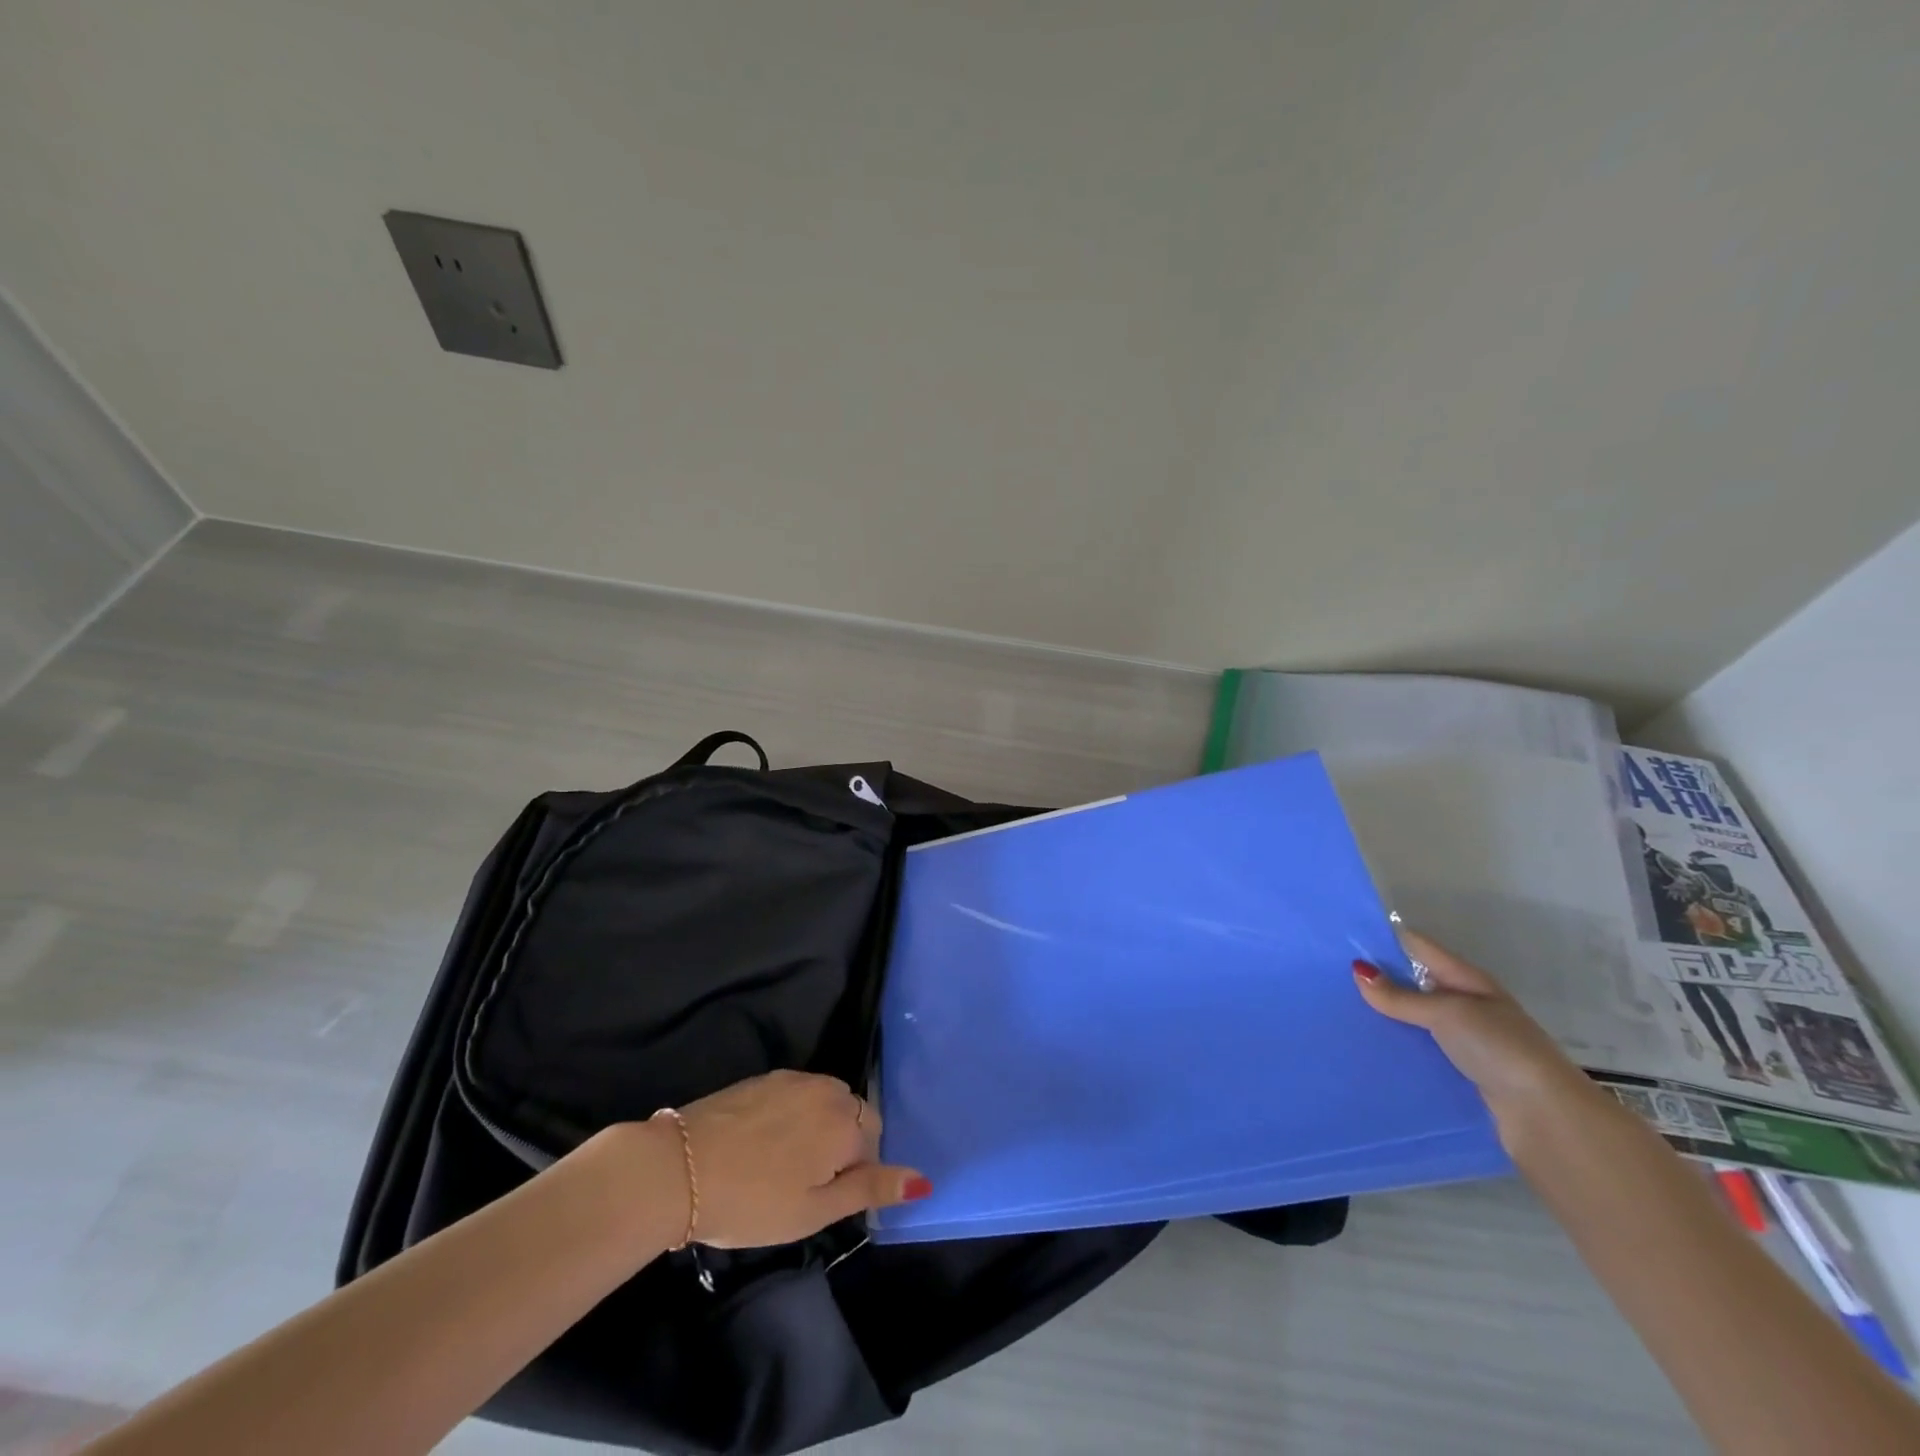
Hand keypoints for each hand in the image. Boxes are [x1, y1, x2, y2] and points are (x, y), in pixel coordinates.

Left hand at [669, 1069, 929, 1248]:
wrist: (679, 1168)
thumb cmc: (753, 1202)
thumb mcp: (815, 1210)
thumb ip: (871, 1189)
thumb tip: (923, 1181)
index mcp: (845, 1122)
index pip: (874, 1140)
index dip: (856, 1171)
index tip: (824, 1195)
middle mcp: (827, 1089)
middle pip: (851, 1114)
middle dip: (840, 1144)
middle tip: (804, 1183)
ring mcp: (793, 1079)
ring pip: (823, 1101)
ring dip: (816, 1127)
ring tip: (782, 1164)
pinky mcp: (764, 1077)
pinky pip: (796, 1093)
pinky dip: (791, 1115)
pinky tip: (762, 1143)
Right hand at [1353, 929, 1588, 1141]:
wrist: (1546, 1116)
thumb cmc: (1498, 1048)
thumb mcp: (1447, 1013)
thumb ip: (1401, 996)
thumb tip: (1358, 971)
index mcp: (1466, 979)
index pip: (1417, 947)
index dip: (1383, 939)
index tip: (1340, 939)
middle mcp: (1466, 1004)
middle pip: (1414, 983)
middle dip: (1378, 981)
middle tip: (1330, 979)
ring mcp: (1466, 1039)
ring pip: (1415, 1019)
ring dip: (1387, 1018)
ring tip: (1341, 1014)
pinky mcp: (1462, 1071)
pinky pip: (1421, 1049)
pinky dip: (1400, 1047)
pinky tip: (1370, 1050)